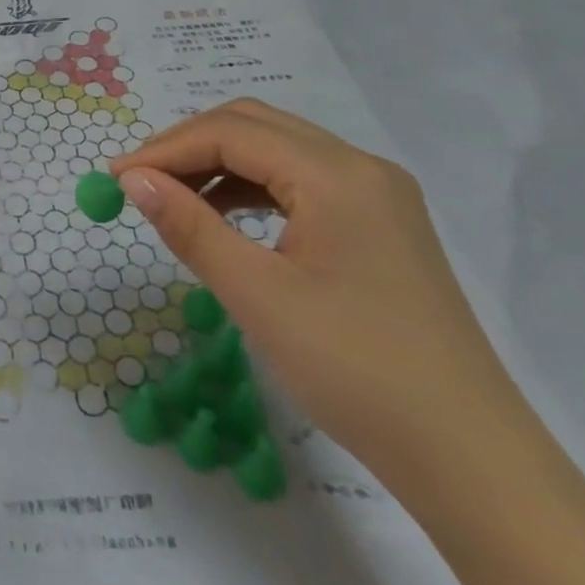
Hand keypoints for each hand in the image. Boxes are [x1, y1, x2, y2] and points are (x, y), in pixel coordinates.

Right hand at [109, 99, 521, 486]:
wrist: (470, 459)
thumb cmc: (355, 371)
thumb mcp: (258, 296)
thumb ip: (190, 227)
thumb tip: (132, 180)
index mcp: (336, 174)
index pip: (230, 133)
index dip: (165, 149)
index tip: (115, 179)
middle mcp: (360, 167)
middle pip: (255, 126)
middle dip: (189, 146)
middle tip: (139, 183)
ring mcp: (377, 194)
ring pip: (278, 150)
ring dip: (219, 164)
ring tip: (174, 201)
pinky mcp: (381, 225)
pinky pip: (302, 182)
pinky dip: (253, 188)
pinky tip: (227, 219)